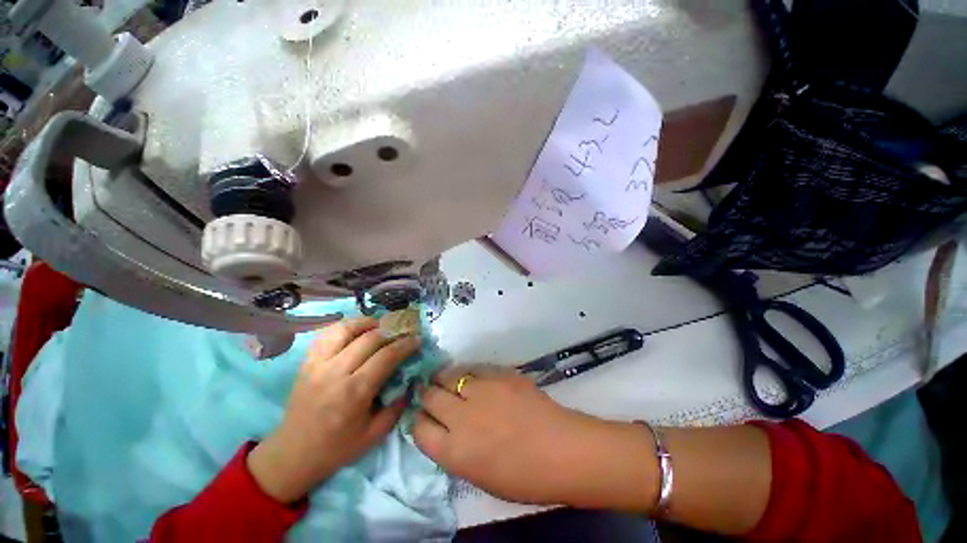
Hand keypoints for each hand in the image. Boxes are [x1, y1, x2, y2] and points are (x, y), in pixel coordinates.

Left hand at [247, 317, 419, 502]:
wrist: (292, 455)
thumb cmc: (336, 448)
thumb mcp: (374, 434)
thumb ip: (397, 406)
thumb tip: (411, 381)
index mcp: (355, 391)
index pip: (386, 356)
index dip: (405, 344)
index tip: (416, 340)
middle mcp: (336, 372)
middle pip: (369, 338)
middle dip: (391, 331)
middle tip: (402, 332)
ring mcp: (317, 364)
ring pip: (345, 329)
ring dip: (367, 323)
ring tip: (379, 326)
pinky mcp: (306, 362)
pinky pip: (326, 334)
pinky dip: (344, 327)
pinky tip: (355, 331)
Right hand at [412, 367, 655, 509]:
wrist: (562, 450)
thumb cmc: (524, 477)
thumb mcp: (479, 476)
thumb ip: (456, 451)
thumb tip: (444, 430)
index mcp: (454, 451)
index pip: (418, 429)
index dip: (418, 421)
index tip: (423, 416)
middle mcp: (461, 417)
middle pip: (429, 396)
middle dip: (426, 394)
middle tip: (431, 393)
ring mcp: (481, 391)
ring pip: (448, 375)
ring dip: (443, 378)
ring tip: (446, 379)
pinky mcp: (499, 374)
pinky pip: (473, 368)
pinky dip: (467, 372)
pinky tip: (470, 376)